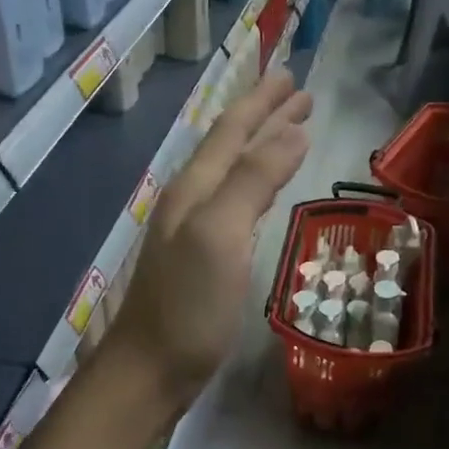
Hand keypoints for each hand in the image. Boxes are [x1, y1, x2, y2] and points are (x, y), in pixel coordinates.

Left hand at [106, 71, 311, 407]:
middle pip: (230, 145)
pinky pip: (233, 202)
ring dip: (260, 146)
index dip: (263, 102)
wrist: (150, 369)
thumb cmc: (188, 305)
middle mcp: (190, 200)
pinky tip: (260, 193)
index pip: (232, 130)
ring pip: (231, 172)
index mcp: (194, 187)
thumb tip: (292, 132)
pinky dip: (254, 183)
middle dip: (264, 116)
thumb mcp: (221, 234)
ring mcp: (192, 230)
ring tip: (288, 131)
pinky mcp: (200, 258)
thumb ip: (253, 180)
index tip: (294, 78)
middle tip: (299, 94)